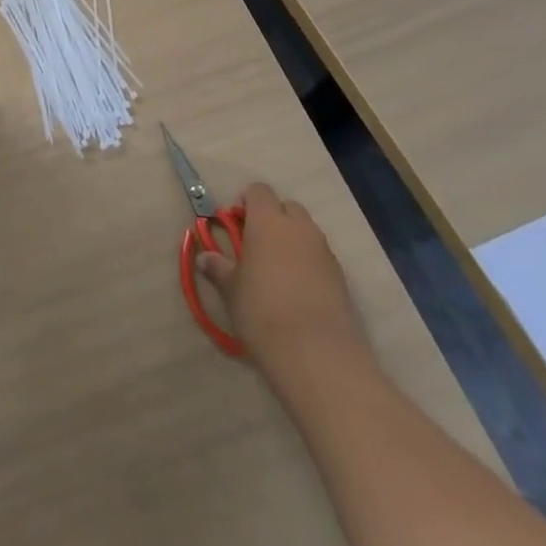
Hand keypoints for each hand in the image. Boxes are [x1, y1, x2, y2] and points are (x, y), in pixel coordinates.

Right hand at [195, 181, 367, 378]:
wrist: (317, 354)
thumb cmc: (263, 311)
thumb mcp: (231, 290)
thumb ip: (218, 268)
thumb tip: (204, 257)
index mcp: (268, 220)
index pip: (259, 191)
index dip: (246, 202)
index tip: (236, 224)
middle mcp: (299, 228)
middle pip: (287, 207)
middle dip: (273, 218)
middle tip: (256, 245)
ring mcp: (324, 252)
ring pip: (307, 232)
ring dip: (292, 240)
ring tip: (277, 270)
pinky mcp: (342, 278)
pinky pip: (320, 257)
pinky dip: (309, 263)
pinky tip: (298, 291)